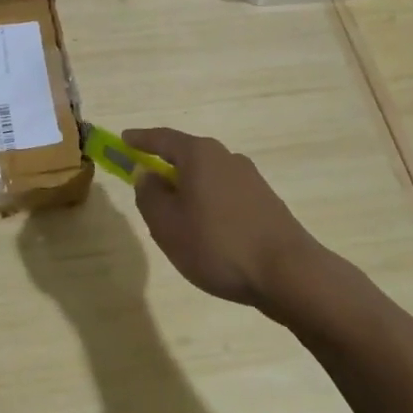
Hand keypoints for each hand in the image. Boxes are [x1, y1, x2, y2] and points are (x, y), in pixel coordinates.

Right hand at [122, 127, 320, 308]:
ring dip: (189, 192)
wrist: (289, 274)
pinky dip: (209, 206)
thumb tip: (147, 175)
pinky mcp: (266, 202)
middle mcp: (226, 157)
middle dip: (165, 169)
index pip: (162, 138)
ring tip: (177, 223)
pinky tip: (208, 235)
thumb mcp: (167, 225)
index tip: (123, 139)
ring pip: (208, 178)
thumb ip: (149, 195)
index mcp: (199, 155)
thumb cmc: (217, 245)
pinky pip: (225, 195)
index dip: (140, 139)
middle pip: (187, 156)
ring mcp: (251, 179)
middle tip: (147, 189)